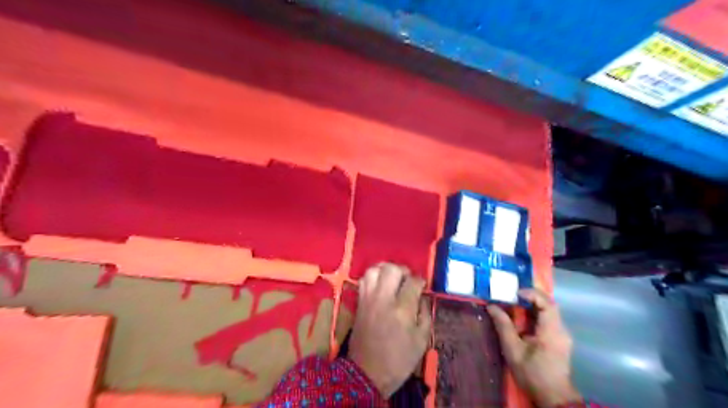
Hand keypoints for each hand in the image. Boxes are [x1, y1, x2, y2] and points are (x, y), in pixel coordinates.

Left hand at [348, 263, 430, 396]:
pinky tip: (380, 285)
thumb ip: (425, 314)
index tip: (422, 286)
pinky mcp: (359, 302)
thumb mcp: (422, 341)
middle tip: (407, 280)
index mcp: (402, 310)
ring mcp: (368, 299)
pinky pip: (363, 280)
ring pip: (374, 270)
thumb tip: (422, 296)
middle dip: (403, 270)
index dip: (420, 281)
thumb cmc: (398, 360)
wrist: (367, 374)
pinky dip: (373, 277)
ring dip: (385, 270)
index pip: (413, 282)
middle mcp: (384, 299)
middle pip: (391, 269)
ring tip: (392, 279)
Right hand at [485, 288, 583, 405]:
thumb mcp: (513, 350)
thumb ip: (503, 326)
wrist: (552, 397)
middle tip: (510, 296)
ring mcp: (561, 334)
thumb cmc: (532, 373)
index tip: (515, 293)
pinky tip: (521, 318)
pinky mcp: (559, 339)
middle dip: (529, 297)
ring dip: (531, 305)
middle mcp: (560, 330)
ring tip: (512, 304)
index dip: (532, 294)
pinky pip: (547, 319)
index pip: (547, 304)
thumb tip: (491, 306)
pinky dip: (533, 314)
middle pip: (548, 304)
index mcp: (552, 331)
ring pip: (548, 311)